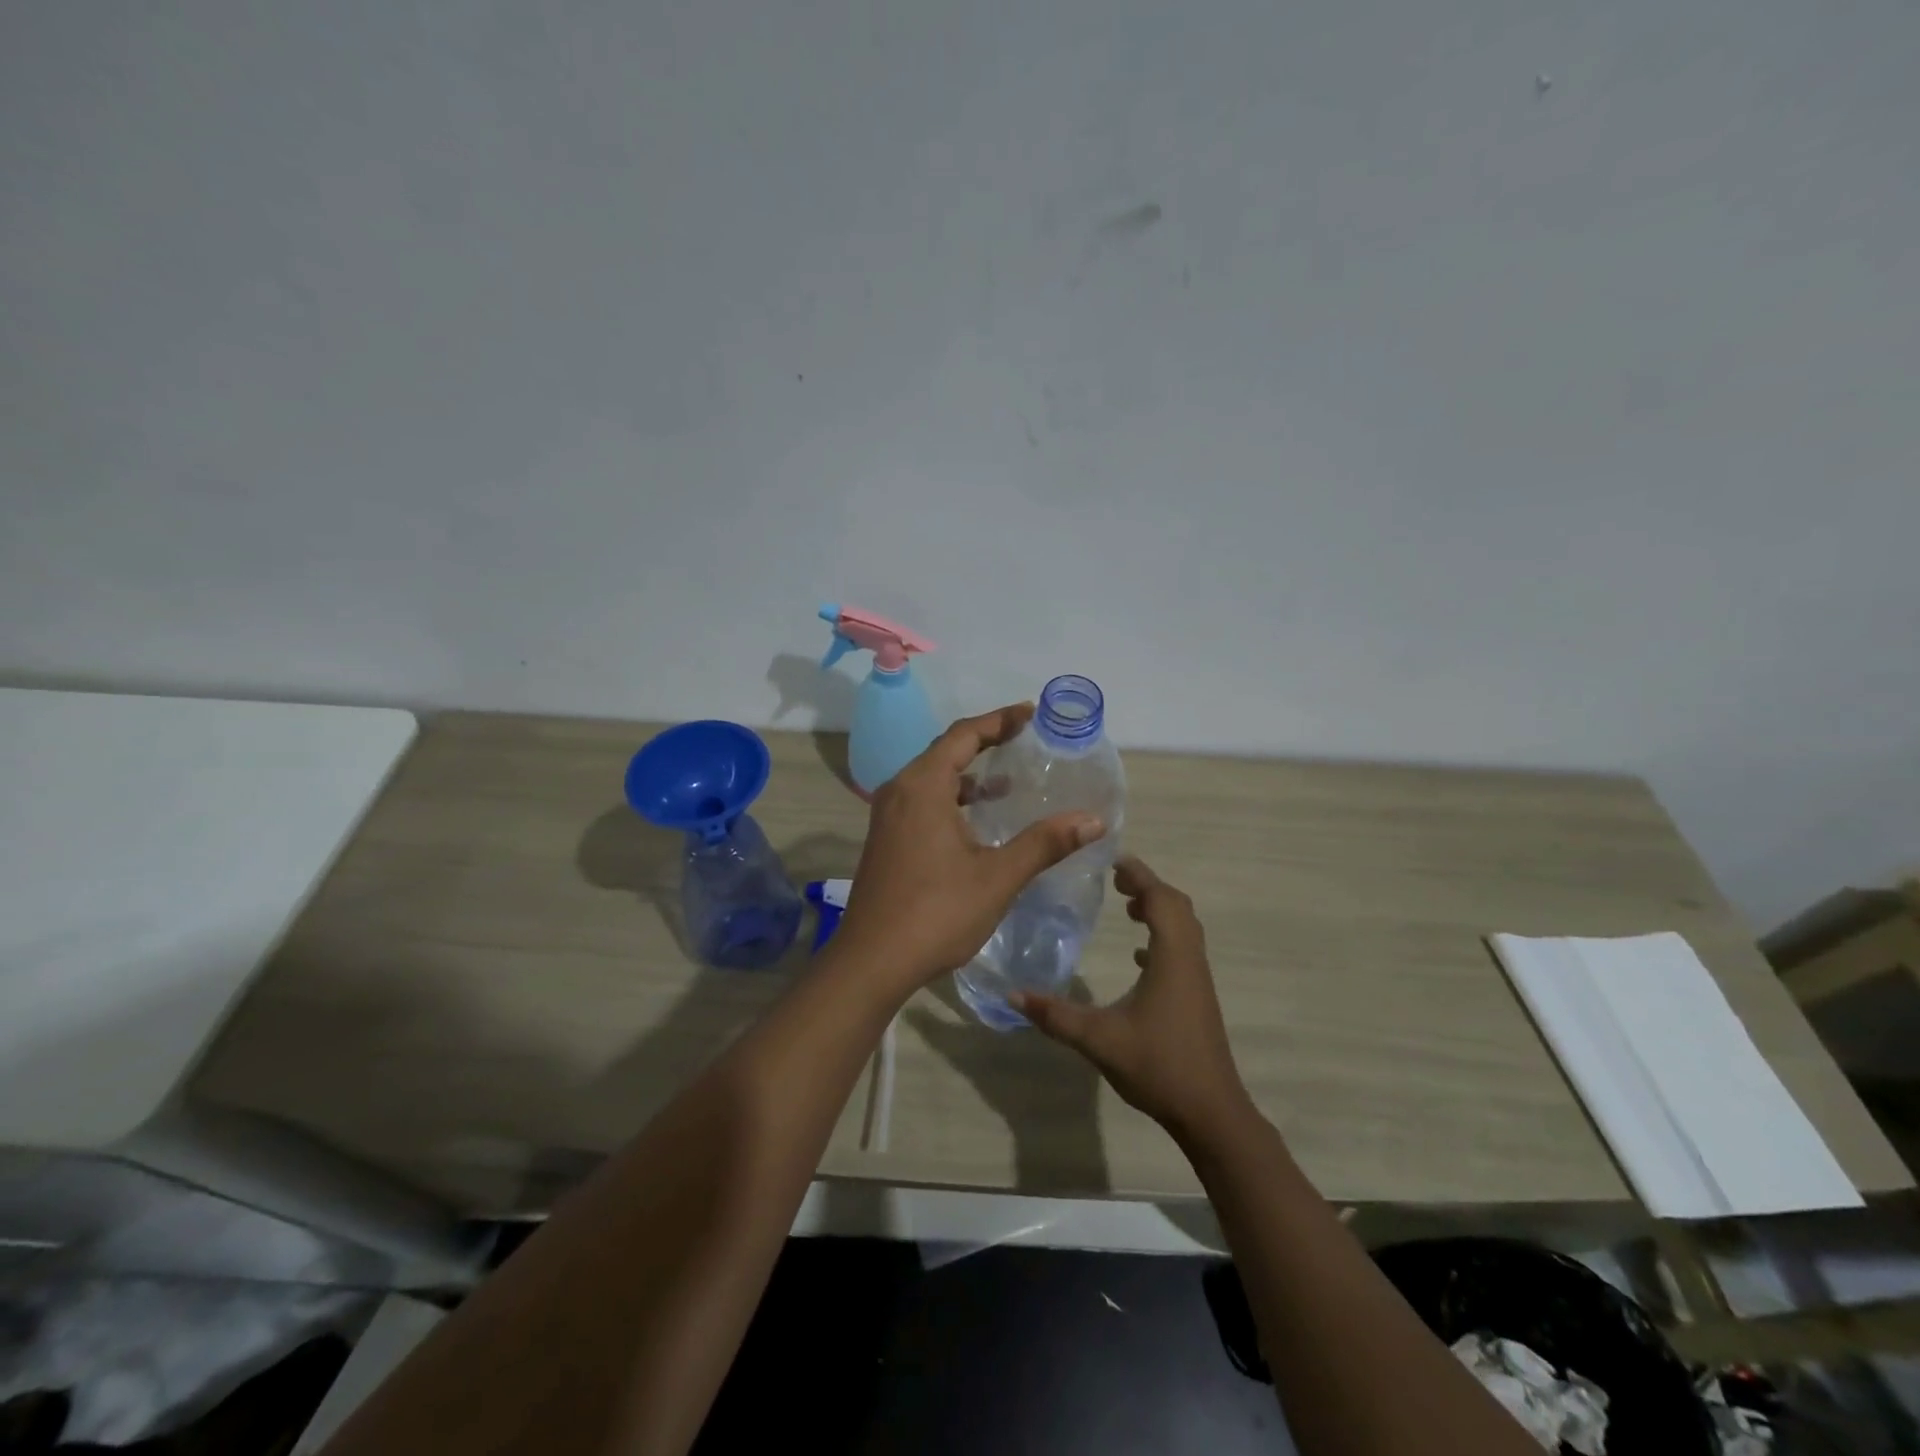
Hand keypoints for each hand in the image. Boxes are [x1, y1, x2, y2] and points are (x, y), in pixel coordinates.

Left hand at [833, 704, 1105, 999]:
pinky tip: (976, 821)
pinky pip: (922, 800)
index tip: (1031, 713)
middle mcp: (899, 790)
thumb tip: (1093, 820)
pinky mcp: (886, 839)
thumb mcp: (997, 876)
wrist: (871, 961)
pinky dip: (952, 798)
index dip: (1000, 720)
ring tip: (1008, 781)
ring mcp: (888, 816)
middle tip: (1024, 739)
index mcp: (923, 786)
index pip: (964, 735)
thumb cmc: (936, 913)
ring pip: (932, 778)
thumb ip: (1044, 843)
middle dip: (985, 741)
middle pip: (945, 750)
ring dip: (968, 773)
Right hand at [1011, 855, 1251, 1141]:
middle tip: (1116, 880)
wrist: (1210, 1112)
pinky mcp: (1197, 997)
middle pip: (1177, 906)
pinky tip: (1139, 957)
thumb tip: (1011, 995)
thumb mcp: (1099, 1039)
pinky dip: (1162, 939)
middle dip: (1148, 887)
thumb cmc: (1158, 1066)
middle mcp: (1190, 960)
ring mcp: (1197, 980)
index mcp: (1172, 957)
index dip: (1139, 875)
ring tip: (1126, 908)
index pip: (1160, 899)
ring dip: (1158, 910)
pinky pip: (1182, 951)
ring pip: (1183, 928)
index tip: (1112, 860)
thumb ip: (1055, 1015)